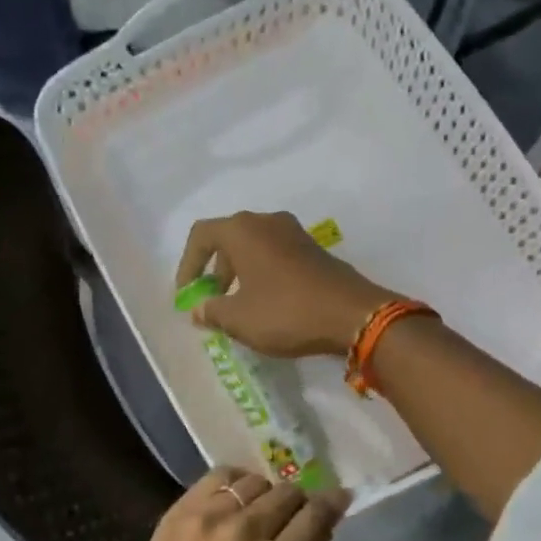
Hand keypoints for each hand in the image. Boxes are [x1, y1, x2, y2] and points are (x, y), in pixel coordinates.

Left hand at [114, 468, 348, 540]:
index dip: (333, 503)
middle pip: (289, 493)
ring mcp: (213, 515)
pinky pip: (221, 475)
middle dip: (298, 503)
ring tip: (258, 508)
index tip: (340, 497)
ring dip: (266, 494)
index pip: (317, 516)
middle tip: (292, 516)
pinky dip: (235, 483)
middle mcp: (249, 532)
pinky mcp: (183, 509)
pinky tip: (232, 496)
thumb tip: (310, 539)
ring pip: (257, 481)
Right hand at [175, 211, 394, 358]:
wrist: (353, 314)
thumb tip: (198, 310)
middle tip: (212, 302)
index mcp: (243, 230)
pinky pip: (277, 256)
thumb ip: (211, 311)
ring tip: (238, 307)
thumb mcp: (239, 318)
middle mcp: (268, 222)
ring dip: (240, 274)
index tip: (187, 295)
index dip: (187, 265)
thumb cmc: (286, 311)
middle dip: (215, 271)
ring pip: (255, 247)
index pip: (201, 235)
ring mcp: (295, 233)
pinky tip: (268, 304)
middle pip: (229, 239)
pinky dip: (264, 274)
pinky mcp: (315, 250)